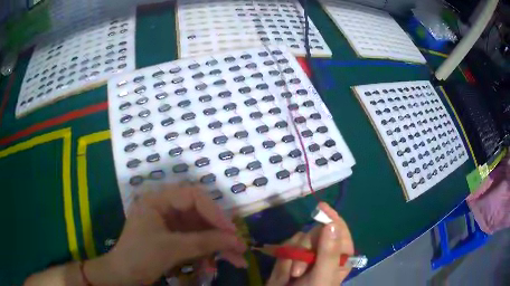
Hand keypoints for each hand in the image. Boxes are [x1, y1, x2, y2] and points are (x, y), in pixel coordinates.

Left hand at [87, 184, 246, 284]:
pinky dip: (207, 254)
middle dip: (220, 233)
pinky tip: (215, 266)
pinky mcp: (174, 239)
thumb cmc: (140, 256)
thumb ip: (204, 242)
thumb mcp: (172, 248)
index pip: (193, 197)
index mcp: (158, 200)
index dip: (214, 212)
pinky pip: (195, 243)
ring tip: (238, 261)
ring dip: (218, 246)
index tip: (231, 231)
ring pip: (201, 231)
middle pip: (200, 215)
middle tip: (239, 247)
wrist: (124, 276)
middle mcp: (166, 209)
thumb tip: (236, 240)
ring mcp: (171, 225)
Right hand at [267, 202, 353, 285]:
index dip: (331, 218)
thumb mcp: (322, 276)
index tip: (321, 208)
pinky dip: (282, 261)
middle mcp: (325, 252)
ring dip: (292, 258)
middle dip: (304, 250)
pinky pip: (285, 247)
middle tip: (299, 270)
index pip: (339, 230)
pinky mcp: (290, 258)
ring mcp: (307, 255)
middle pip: (315, 233)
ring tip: (291, 277)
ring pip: (298, 239)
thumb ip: (328, 252)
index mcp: (340, 256)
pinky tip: (284, 276)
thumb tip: (331, 224)